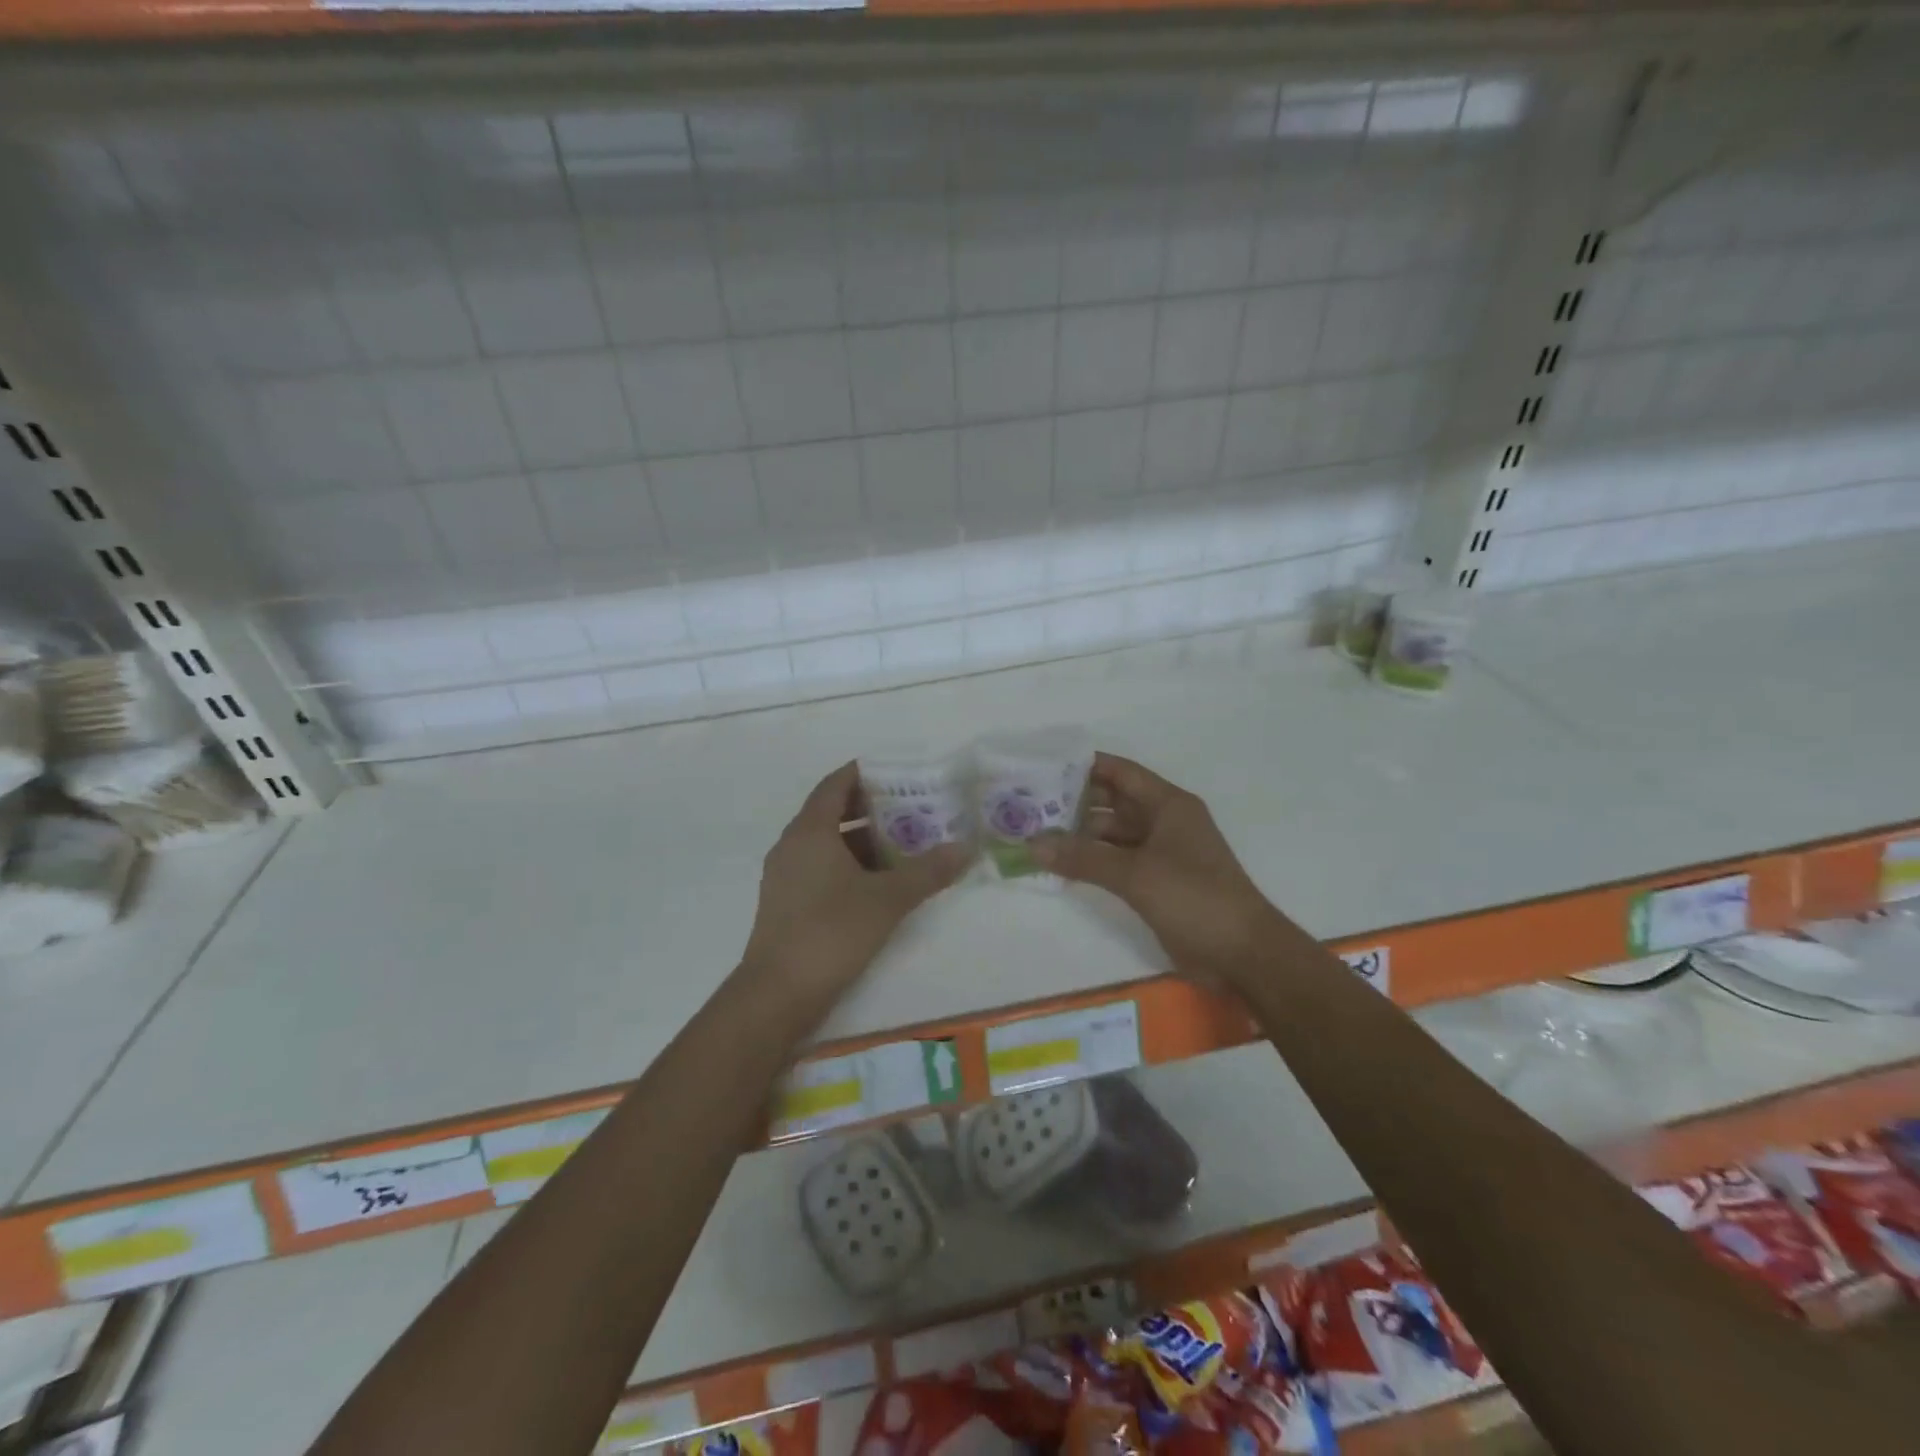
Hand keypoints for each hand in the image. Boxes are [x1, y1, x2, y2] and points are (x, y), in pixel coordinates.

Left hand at [741, 762, 970, 1007]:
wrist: (777, 993)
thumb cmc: (831, 932)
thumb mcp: (888, 899)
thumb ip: (928, 871)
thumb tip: (967, 848)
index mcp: (810, 831)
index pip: (836, 784)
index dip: (865, 774)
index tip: (898, 774)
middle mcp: (792, 845)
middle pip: (832, 812)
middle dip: (871, 808)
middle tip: (912, 809)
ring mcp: (785, 875)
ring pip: (827, 843)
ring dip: (862, 840)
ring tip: (904, 844)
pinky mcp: (787, 902)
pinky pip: (820, 867)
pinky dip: (849, 864)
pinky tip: (879, 883)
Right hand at [1032, 753, 1282, 986]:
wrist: (1242, 954)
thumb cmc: (1194, 898)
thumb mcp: (1135, 874)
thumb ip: (1084, 857)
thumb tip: (1032, 845)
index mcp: (1168, 805)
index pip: (1121, 773)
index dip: (1084, 766)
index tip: (1044, 767)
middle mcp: (1163, 822)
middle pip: (1113, 802)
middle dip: (1074, 803)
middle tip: (1028, 805)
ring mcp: (1160, 854)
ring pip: (1112, 834)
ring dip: (1079, 836)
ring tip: (1036, 835)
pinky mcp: (1156, 882)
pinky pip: (1116, 862)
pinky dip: (1092, 861)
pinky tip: (1060, 865)